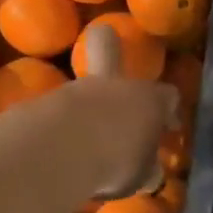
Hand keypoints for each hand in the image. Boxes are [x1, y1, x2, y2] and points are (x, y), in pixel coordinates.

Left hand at [56, 21, 178, 198]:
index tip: (166, 125)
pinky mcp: (44, 102)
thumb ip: (145, 168)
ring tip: (85, 136)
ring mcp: (76, 89)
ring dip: (86, 103)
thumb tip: (148, 169)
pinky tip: (59, 147)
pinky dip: (60, 123)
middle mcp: (116, 86)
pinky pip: (57, 110)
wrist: (59, 151)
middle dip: (109, 44)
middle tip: (105, 37)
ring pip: (84, 87)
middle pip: (111, 51)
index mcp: (149, 101)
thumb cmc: (115, 162)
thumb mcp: (140, 175)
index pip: (168, 96)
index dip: (168, 109)